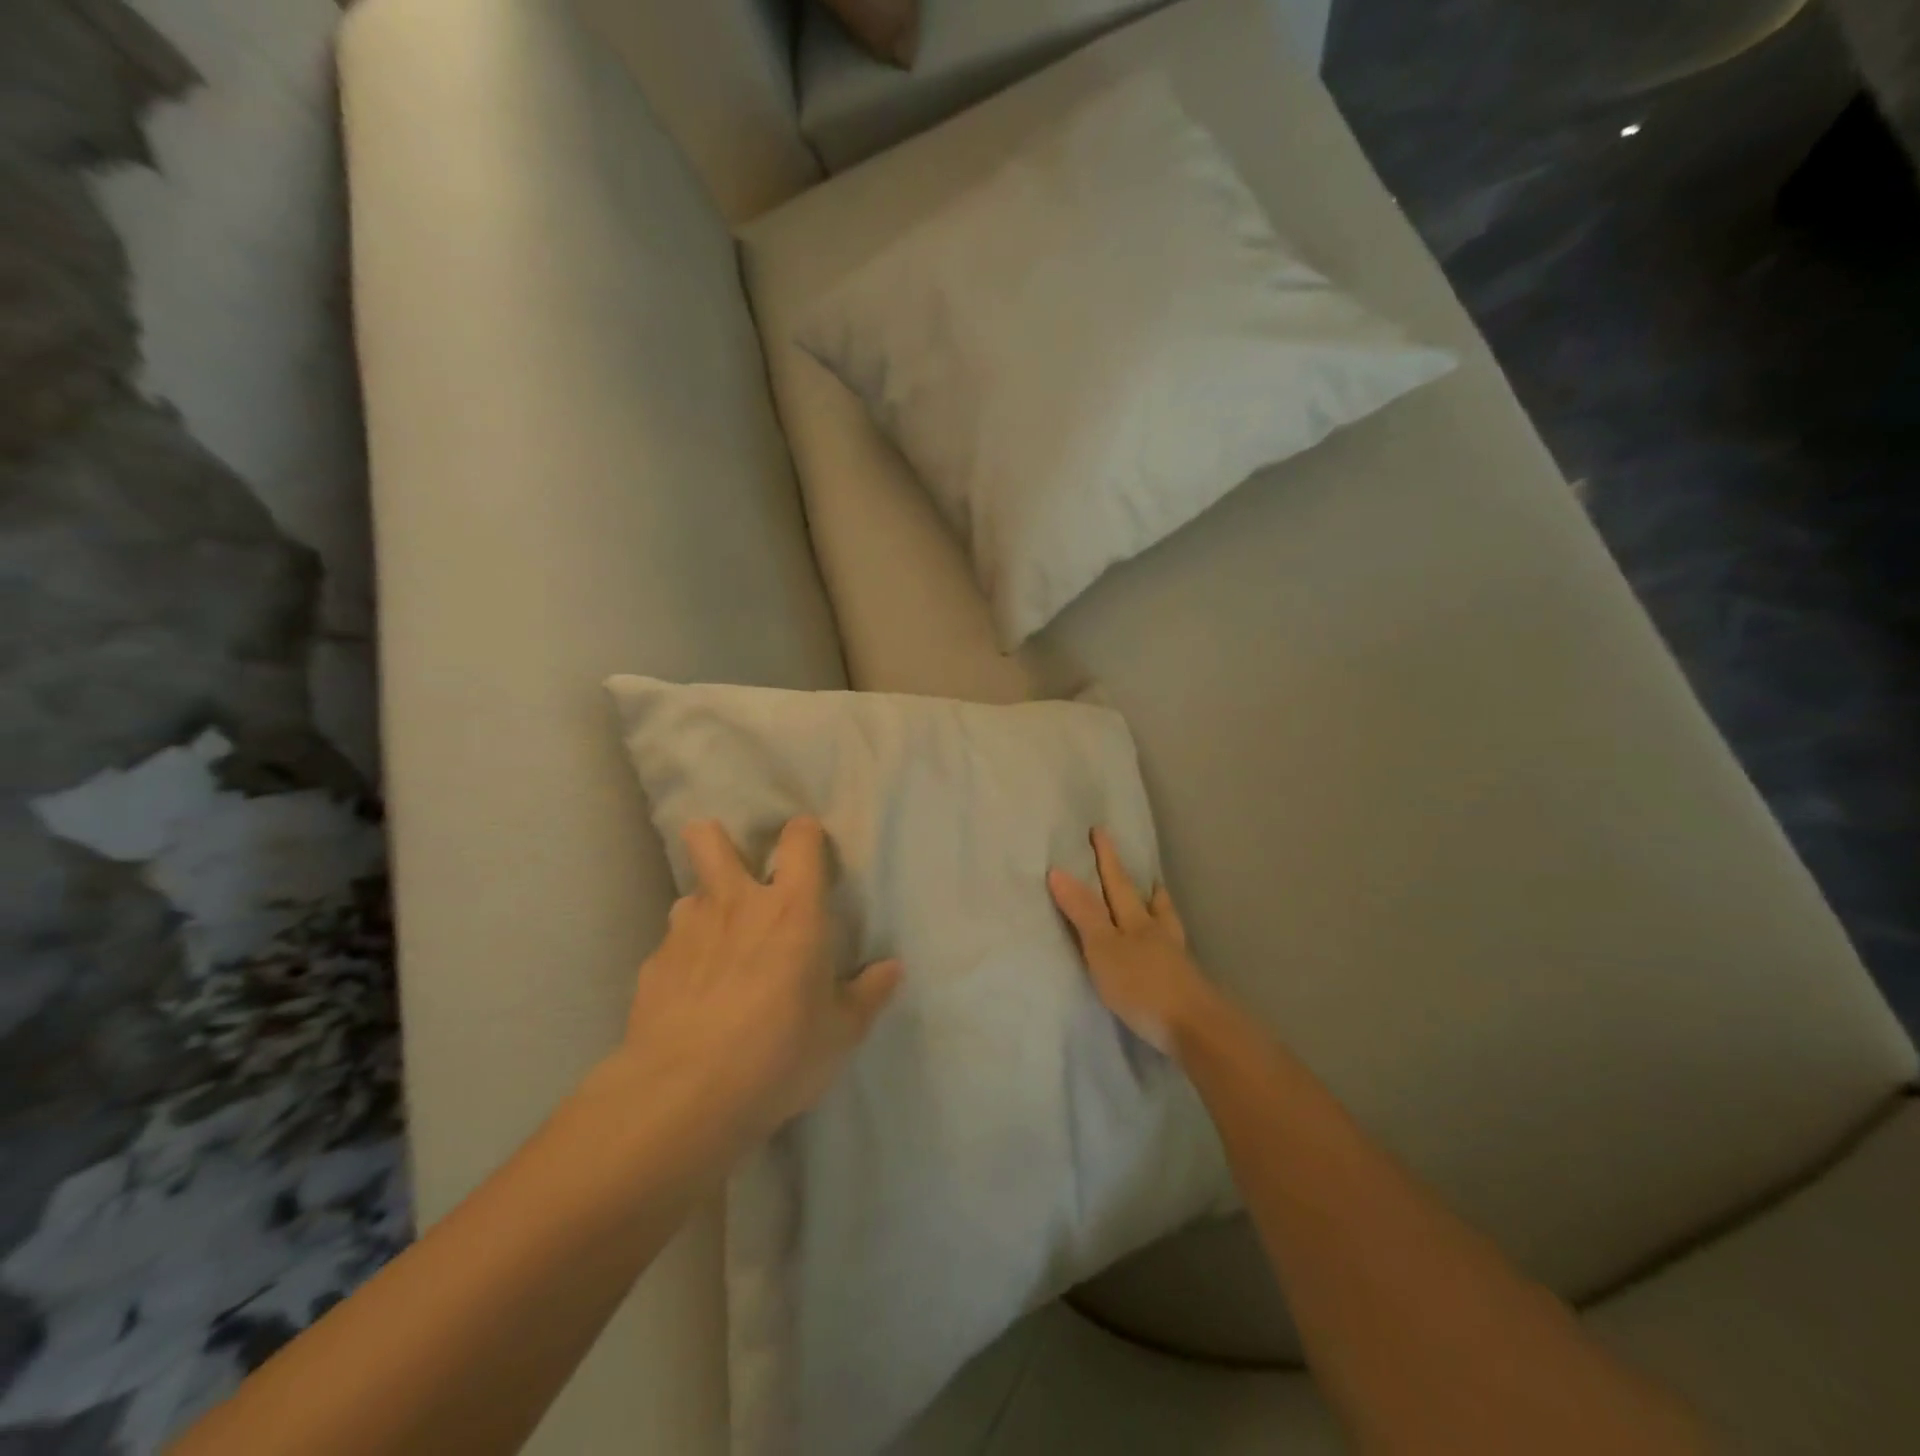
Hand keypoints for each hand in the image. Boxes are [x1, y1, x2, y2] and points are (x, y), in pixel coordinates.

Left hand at [617, 816, 902, 1141]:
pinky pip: (671, 944)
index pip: (800, 841)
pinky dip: (684, 957)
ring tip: (716, 943)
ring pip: (690, 895)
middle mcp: (737, 905)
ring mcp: (688, 931)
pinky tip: (689, 993)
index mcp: (793, 909)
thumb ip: (868, 995)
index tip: (810, 847)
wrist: (683, 1096)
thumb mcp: (840, 1034)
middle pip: (711, 841)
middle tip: (734, 867)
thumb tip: (893, 969)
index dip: (805, 835)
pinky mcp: (653, 966)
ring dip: (705, 909)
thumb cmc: (779, 1053)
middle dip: (715, 840)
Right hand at [1049, 828, 1217, 1055]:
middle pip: (1150, 902)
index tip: (1100, 831)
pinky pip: (1173, 951)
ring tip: (1160, 901)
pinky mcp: (1185, 984)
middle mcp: (1158, 933)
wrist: (1196, 1028)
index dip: (1107, 858)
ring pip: (1167, 925)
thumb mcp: (1103, 947)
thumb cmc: (1142, 985)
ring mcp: (1175, 959)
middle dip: (1141, 885)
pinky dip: (1168, 941)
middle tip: (1147, 871)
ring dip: (1161, 910)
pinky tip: (1167, 950)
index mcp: (1136, 921)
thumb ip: (1082, 912)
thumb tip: (1058, 871)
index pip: (1117, 883)